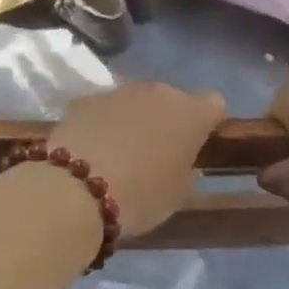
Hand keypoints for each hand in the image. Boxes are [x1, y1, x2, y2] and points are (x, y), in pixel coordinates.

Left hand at [46, 82, 226, 236]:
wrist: (74, 190)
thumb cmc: (140, 196)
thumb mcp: (177, 196)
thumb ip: (187, 173)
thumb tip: (185, 164)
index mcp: (191, 114)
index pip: (214, 104)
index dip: (208, 122)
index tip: (198, 144)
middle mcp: (159, 93)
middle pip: (172, 100)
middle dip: (167, 120)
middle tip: (156, 153)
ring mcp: (120, 92)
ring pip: (136, 102)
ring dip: (134, 119)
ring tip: (119, 153)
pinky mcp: (86, 99)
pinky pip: (104, 109)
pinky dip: (103, 124)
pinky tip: (91, 151)